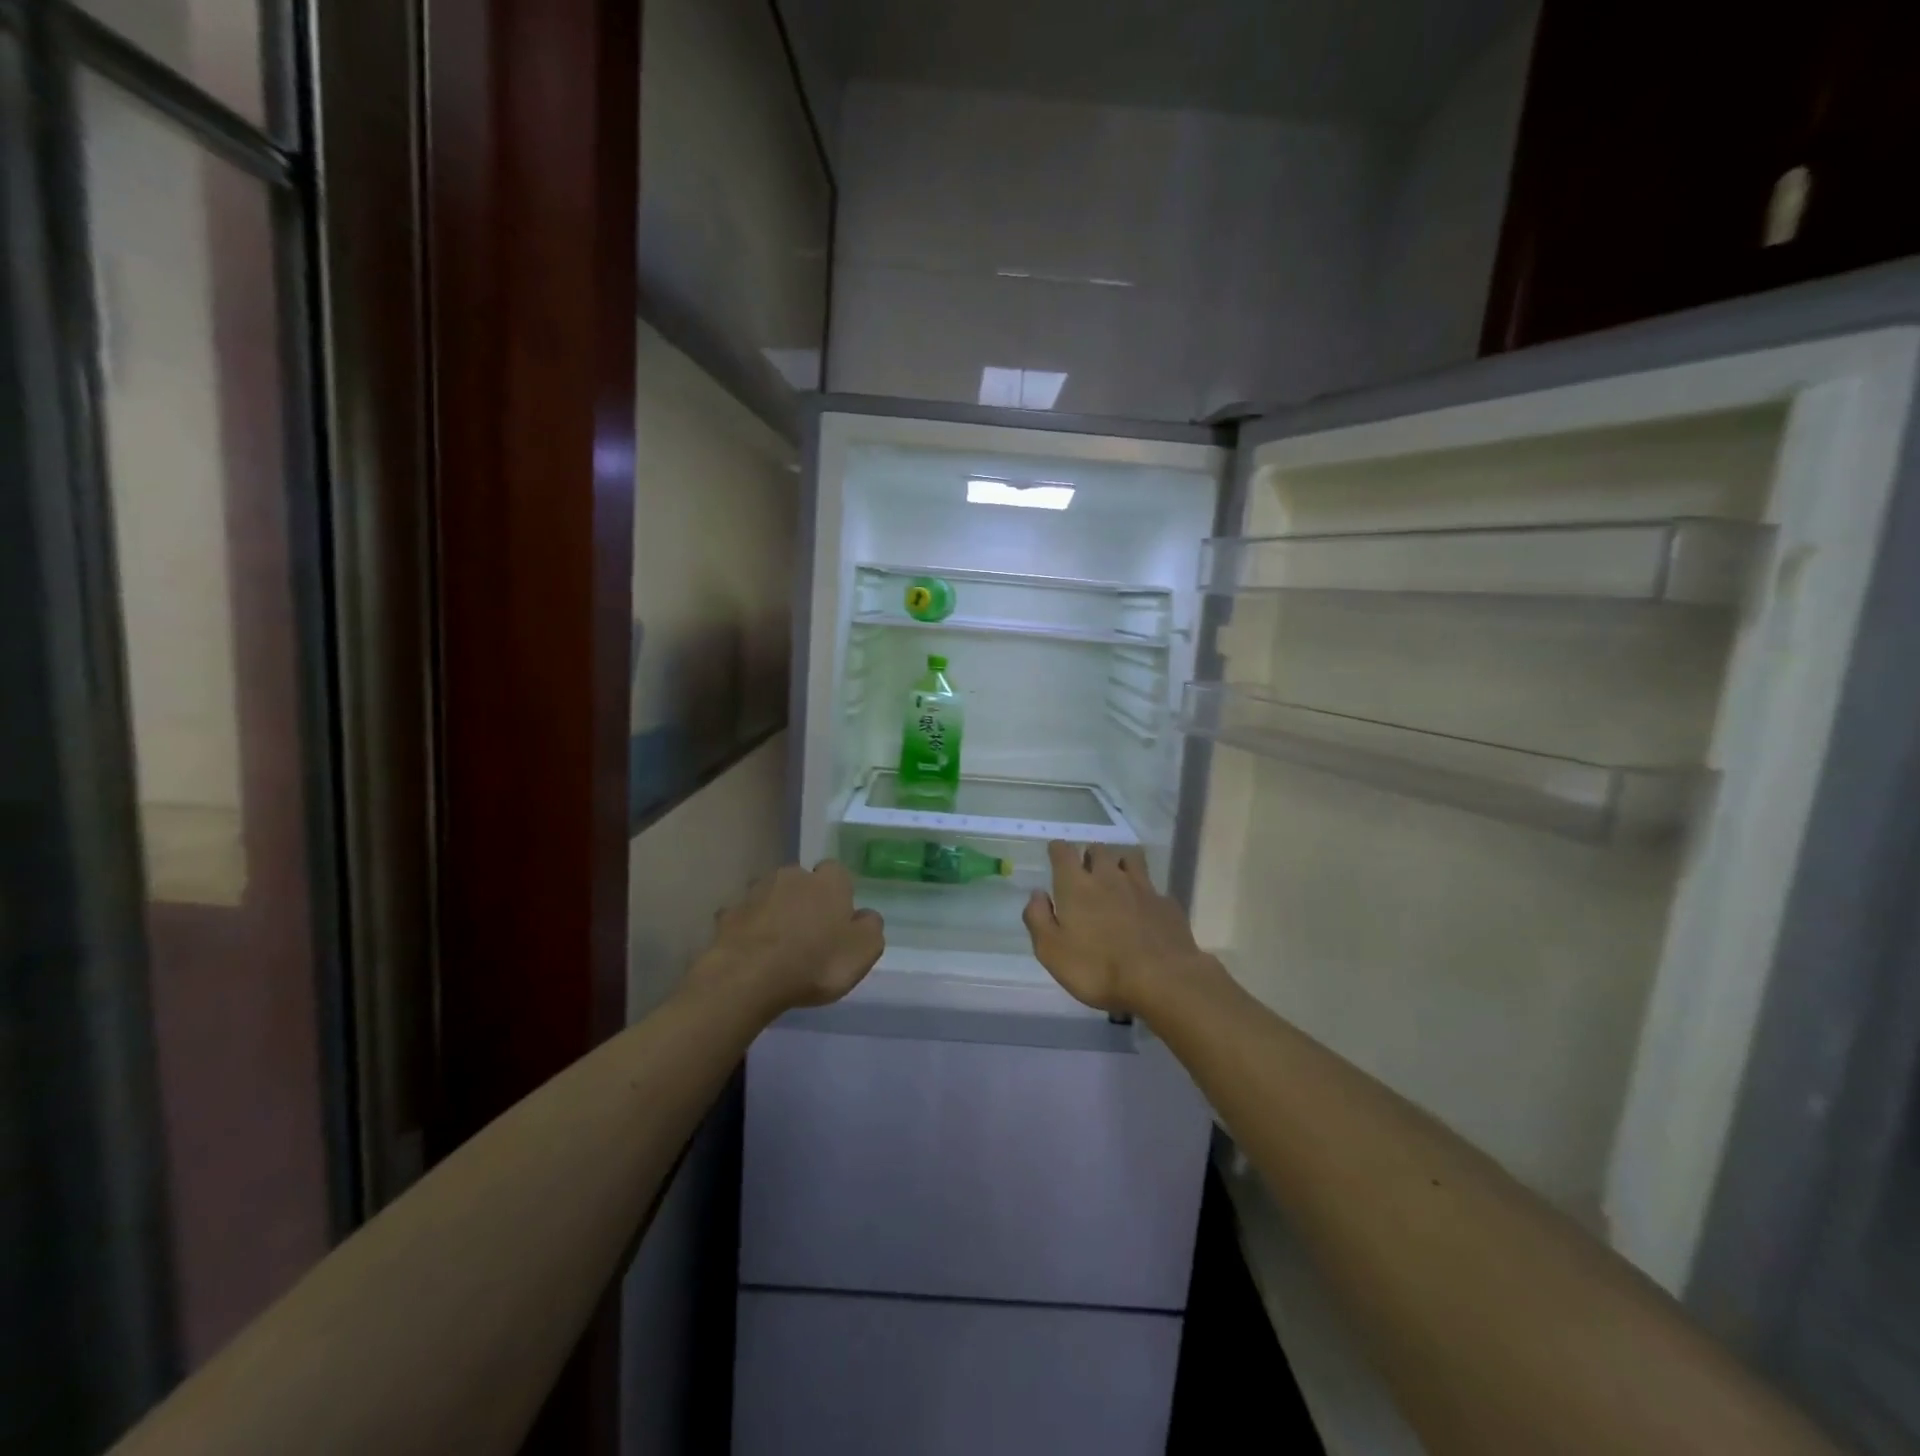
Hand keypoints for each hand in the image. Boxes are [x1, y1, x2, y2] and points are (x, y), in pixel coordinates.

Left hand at [702, 861, 884, 1012]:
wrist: (748, 978)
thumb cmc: (815, 962)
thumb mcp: (864, 951)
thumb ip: (870, 927)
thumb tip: (864, 915)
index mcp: (828, 881)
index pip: (837, 873)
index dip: (838, 895)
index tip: (837, 921)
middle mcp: (792, 875)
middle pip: (802, 882)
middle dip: (804, 900)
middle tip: (808, 934)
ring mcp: (756, 892)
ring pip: (771, 896)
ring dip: (775, 913)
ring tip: (778, 946)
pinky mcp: (728, 914)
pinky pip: (745, 918)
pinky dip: (750, 930)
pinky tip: (752, 953)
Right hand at [1022, 841, 1219, 1015]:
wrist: (1162, 980)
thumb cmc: (1098, 969)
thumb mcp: (1052, 952)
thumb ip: (1038, 918)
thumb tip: (1037, 894)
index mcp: (1077, 886)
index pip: (1063, 852)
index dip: (1057, 849)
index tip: (1055, 854)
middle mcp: (1109, 877)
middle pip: (1098, 850)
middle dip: (1089, 855)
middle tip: (1086, 871)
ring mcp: (1142, 887)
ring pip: (1130, 858)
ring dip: (1120, 863)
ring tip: (1117, 879)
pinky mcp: (1166, 903)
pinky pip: (1153, 887)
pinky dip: (1145, 892)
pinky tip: (1144, 908)